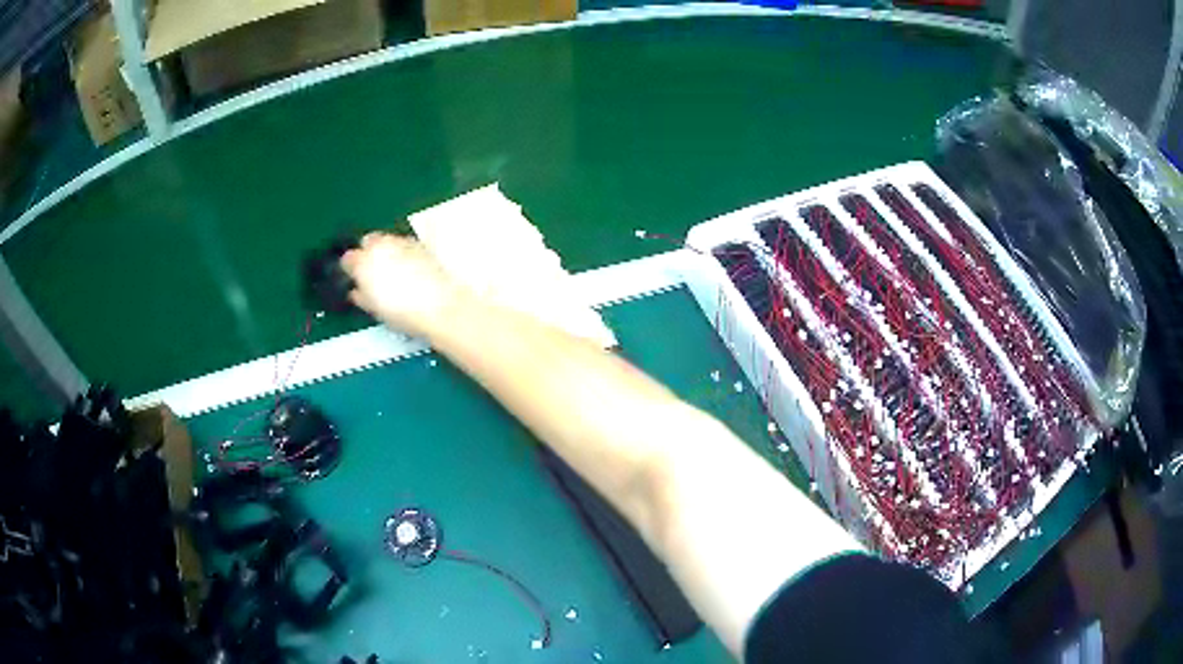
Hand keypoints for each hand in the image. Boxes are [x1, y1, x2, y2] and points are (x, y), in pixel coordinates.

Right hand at [341, 233, 465, 337]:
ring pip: (386, 239)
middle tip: (372, 271)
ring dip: (385, 250)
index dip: (350, 269)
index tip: (354, 278)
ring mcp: (401, 242)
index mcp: (363, 262)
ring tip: (391, 270)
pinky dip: (401, 251)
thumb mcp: (374, 309)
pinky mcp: (419, 244)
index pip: (347, 259)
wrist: (438, 306)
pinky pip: (403, 243)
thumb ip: (361, 296)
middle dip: (367, 253)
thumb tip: (357, 292)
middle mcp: (380, 246)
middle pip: (367, 241)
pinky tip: (407, 267)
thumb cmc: (402, 312)